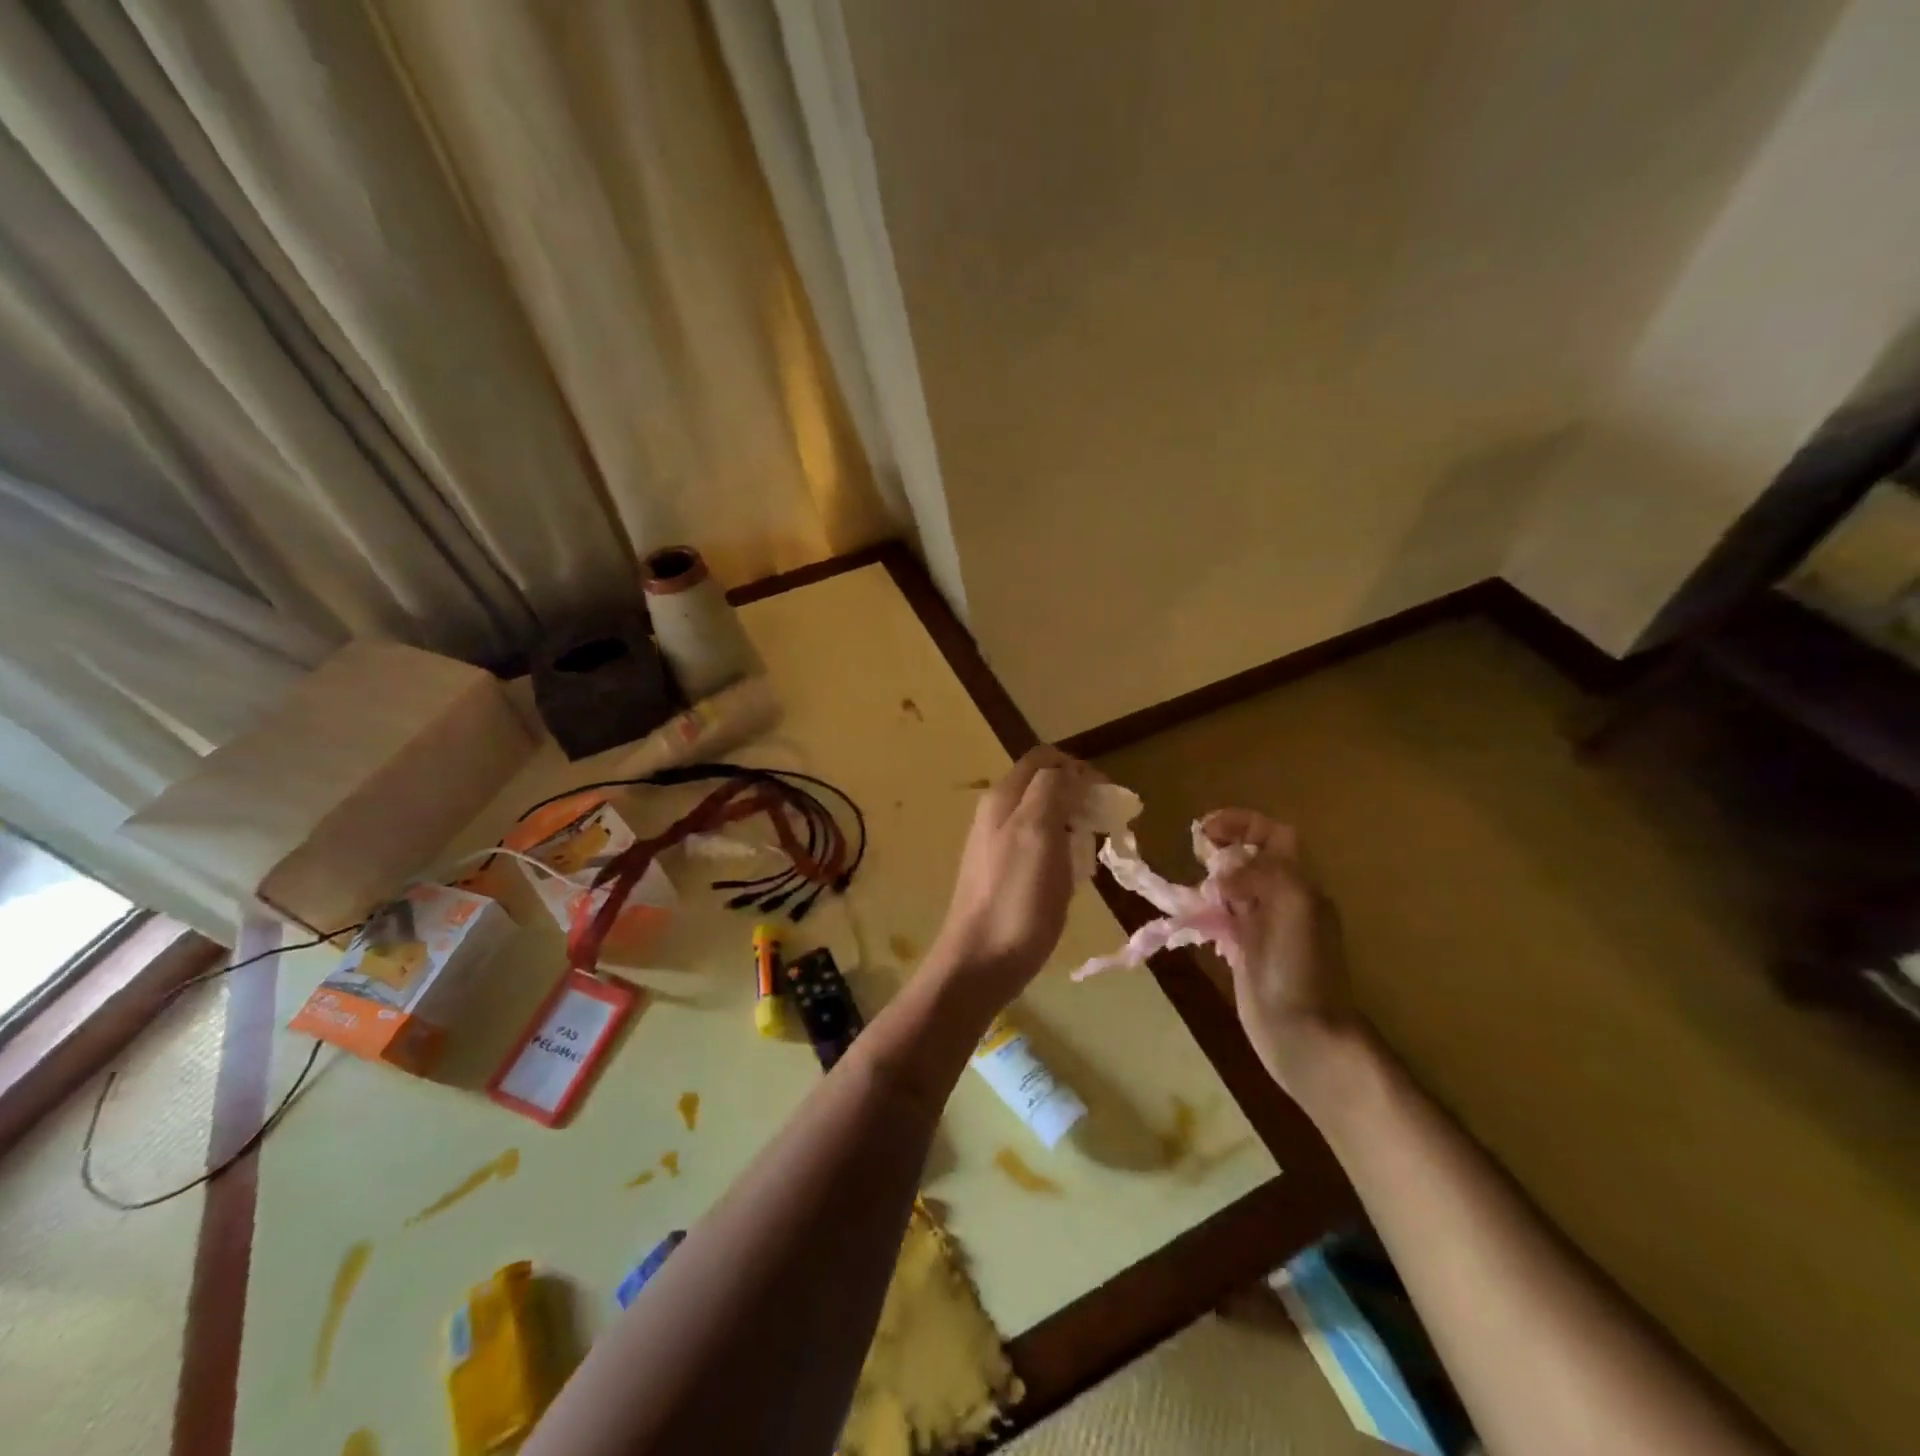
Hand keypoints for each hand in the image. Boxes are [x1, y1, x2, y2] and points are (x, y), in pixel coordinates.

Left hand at [929, 746, 1089, 1004]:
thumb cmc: (1016, 897)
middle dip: (1079, 796)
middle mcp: (997, 813)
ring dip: (1074, 825)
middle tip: (1106, 823)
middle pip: (1044, 786)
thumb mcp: (1037, 832)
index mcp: (1004, 797)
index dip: (1079, 768)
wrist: (981, 960)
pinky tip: (1074, 876)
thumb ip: (1052, 790)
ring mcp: (999, 844)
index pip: (1044, 759)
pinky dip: (1063, 851)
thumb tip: (1070, 773)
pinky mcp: (1006, 874)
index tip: (1108, 795)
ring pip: (1045, 817)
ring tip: (1092, 851)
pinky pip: (1041, 847)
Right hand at [1198, 809, 1354, 1091]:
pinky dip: (1205, 912)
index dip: (1242, 823)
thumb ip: (1263, 873)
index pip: (1274, 834)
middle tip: (1195, 856)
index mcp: (1299, 884)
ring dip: (1210, 881)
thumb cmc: (1302, 970)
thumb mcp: (1293, 906)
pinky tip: (1191, 921)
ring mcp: (1263, 927)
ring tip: (1191, 891)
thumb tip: (1223, 872)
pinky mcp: (1245, 952)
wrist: (1304, 1038)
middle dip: (1222, 849)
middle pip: (1251, 858)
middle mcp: (1283, 899)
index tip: (1204, 829)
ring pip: (1234, 887)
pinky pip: (1222, 919)